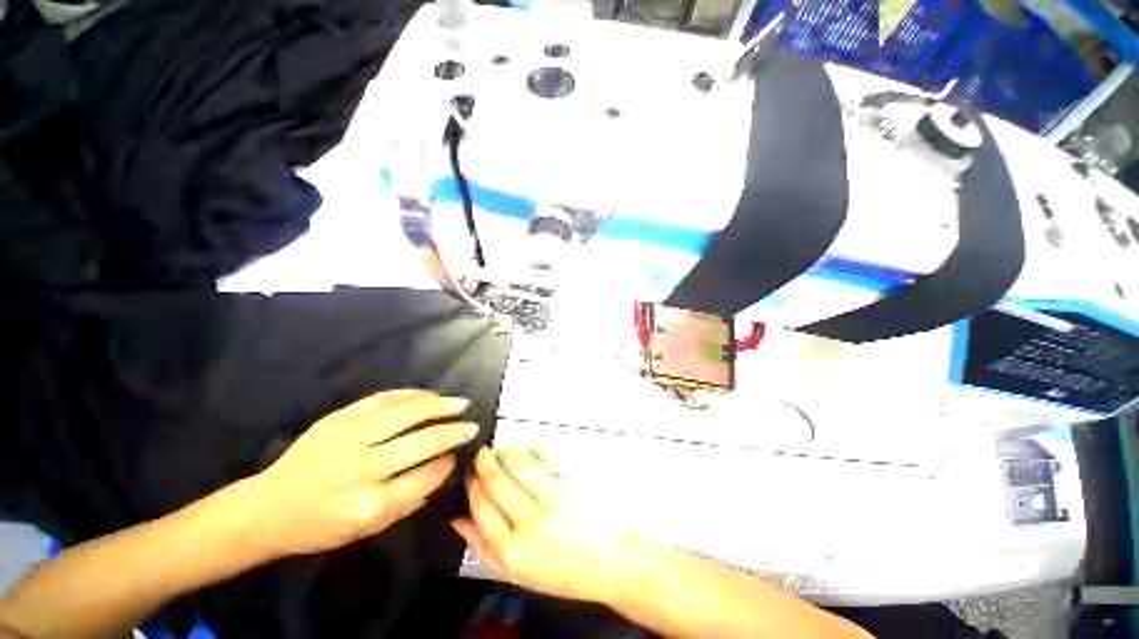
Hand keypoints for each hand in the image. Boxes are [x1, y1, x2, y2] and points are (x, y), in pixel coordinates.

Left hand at [247, 389, 477, 557]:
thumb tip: (442, 467)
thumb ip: (410, 499)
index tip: (458, 455)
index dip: (448, 462)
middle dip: (454, 430)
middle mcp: (362, 468)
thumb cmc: (320, 526)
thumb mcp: (368, 529)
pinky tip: (428, 395)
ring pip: (408, 411)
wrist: (267, 508)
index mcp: (369, 504)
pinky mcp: (338, 418)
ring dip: (441, 404)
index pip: (426, 475)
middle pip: (423, 440)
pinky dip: (412, 394)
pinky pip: (384, 399)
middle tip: (472, 424)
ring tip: (460, 402)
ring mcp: (349, 437)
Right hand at [454, 448, 644, 604]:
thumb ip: (484, 548)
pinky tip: (528, 449)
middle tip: (481, 454)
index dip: (472, 486)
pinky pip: (547, 457)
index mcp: (514, 550)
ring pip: (519, 464)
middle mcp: (532, 522)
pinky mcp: (573, 482)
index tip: (470, 475)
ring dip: (505, 452)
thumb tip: (458, 520)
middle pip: (497, 482)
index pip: (481, 508)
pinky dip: (533, 448)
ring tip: (500, 449)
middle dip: (484, 463)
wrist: (611, 562)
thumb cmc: (564, 571)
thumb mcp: (519, 574)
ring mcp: (554, 498)